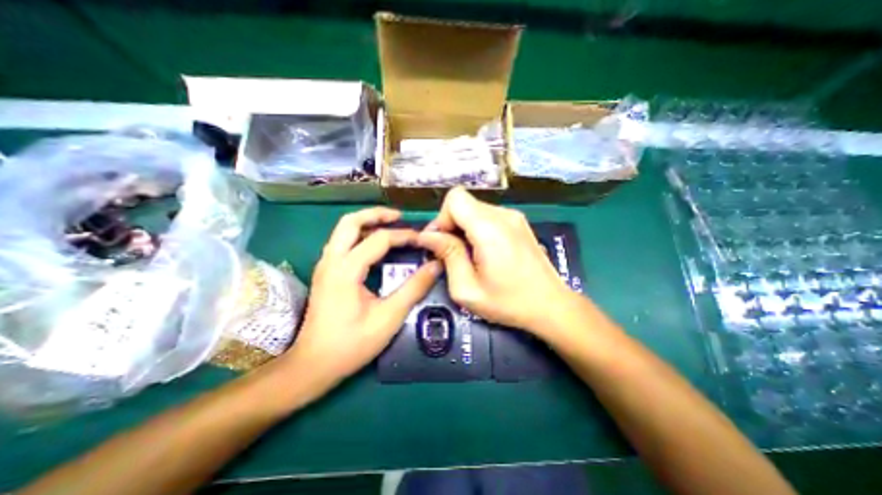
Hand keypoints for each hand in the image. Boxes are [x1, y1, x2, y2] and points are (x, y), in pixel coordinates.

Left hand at [280, 209, 440, 394]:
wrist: (313, 365)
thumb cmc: (352, 344)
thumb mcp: (389, 317)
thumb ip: (414, 288)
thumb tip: (436, 266)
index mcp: (346, 270)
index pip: (379, 239)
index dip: (404, 236)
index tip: (423, 239)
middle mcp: (331, 260)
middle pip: (350, 221)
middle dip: (377, 214)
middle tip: (400, 217)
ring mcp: (325, 265)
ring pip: (343, 230)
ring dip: (367, 222)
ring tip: (390, 225)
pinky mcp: (326, 273)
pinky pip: (343, 242)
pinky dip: (360, 235)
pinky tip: (375, 245)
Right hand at [417, 187, 576, 334]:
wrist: (551, 305)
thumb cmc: (508, 302)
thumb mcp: (467, 288)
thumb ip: (447, 256)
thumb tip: (428, 235)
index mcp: (489, 228)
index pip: (455, 198)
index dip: (442, 218)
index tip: (441, 243)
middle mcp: (503, 215)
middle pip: (464, 203)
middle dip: (451, 225)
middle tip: (451, 253)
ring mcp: (514, 216)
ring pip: (474, 209)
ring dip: (464, 228)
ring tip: (468, 255)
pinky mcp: (519, 222)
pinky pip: (488, 216)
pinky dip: (477, 229)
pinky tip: (484, 252)